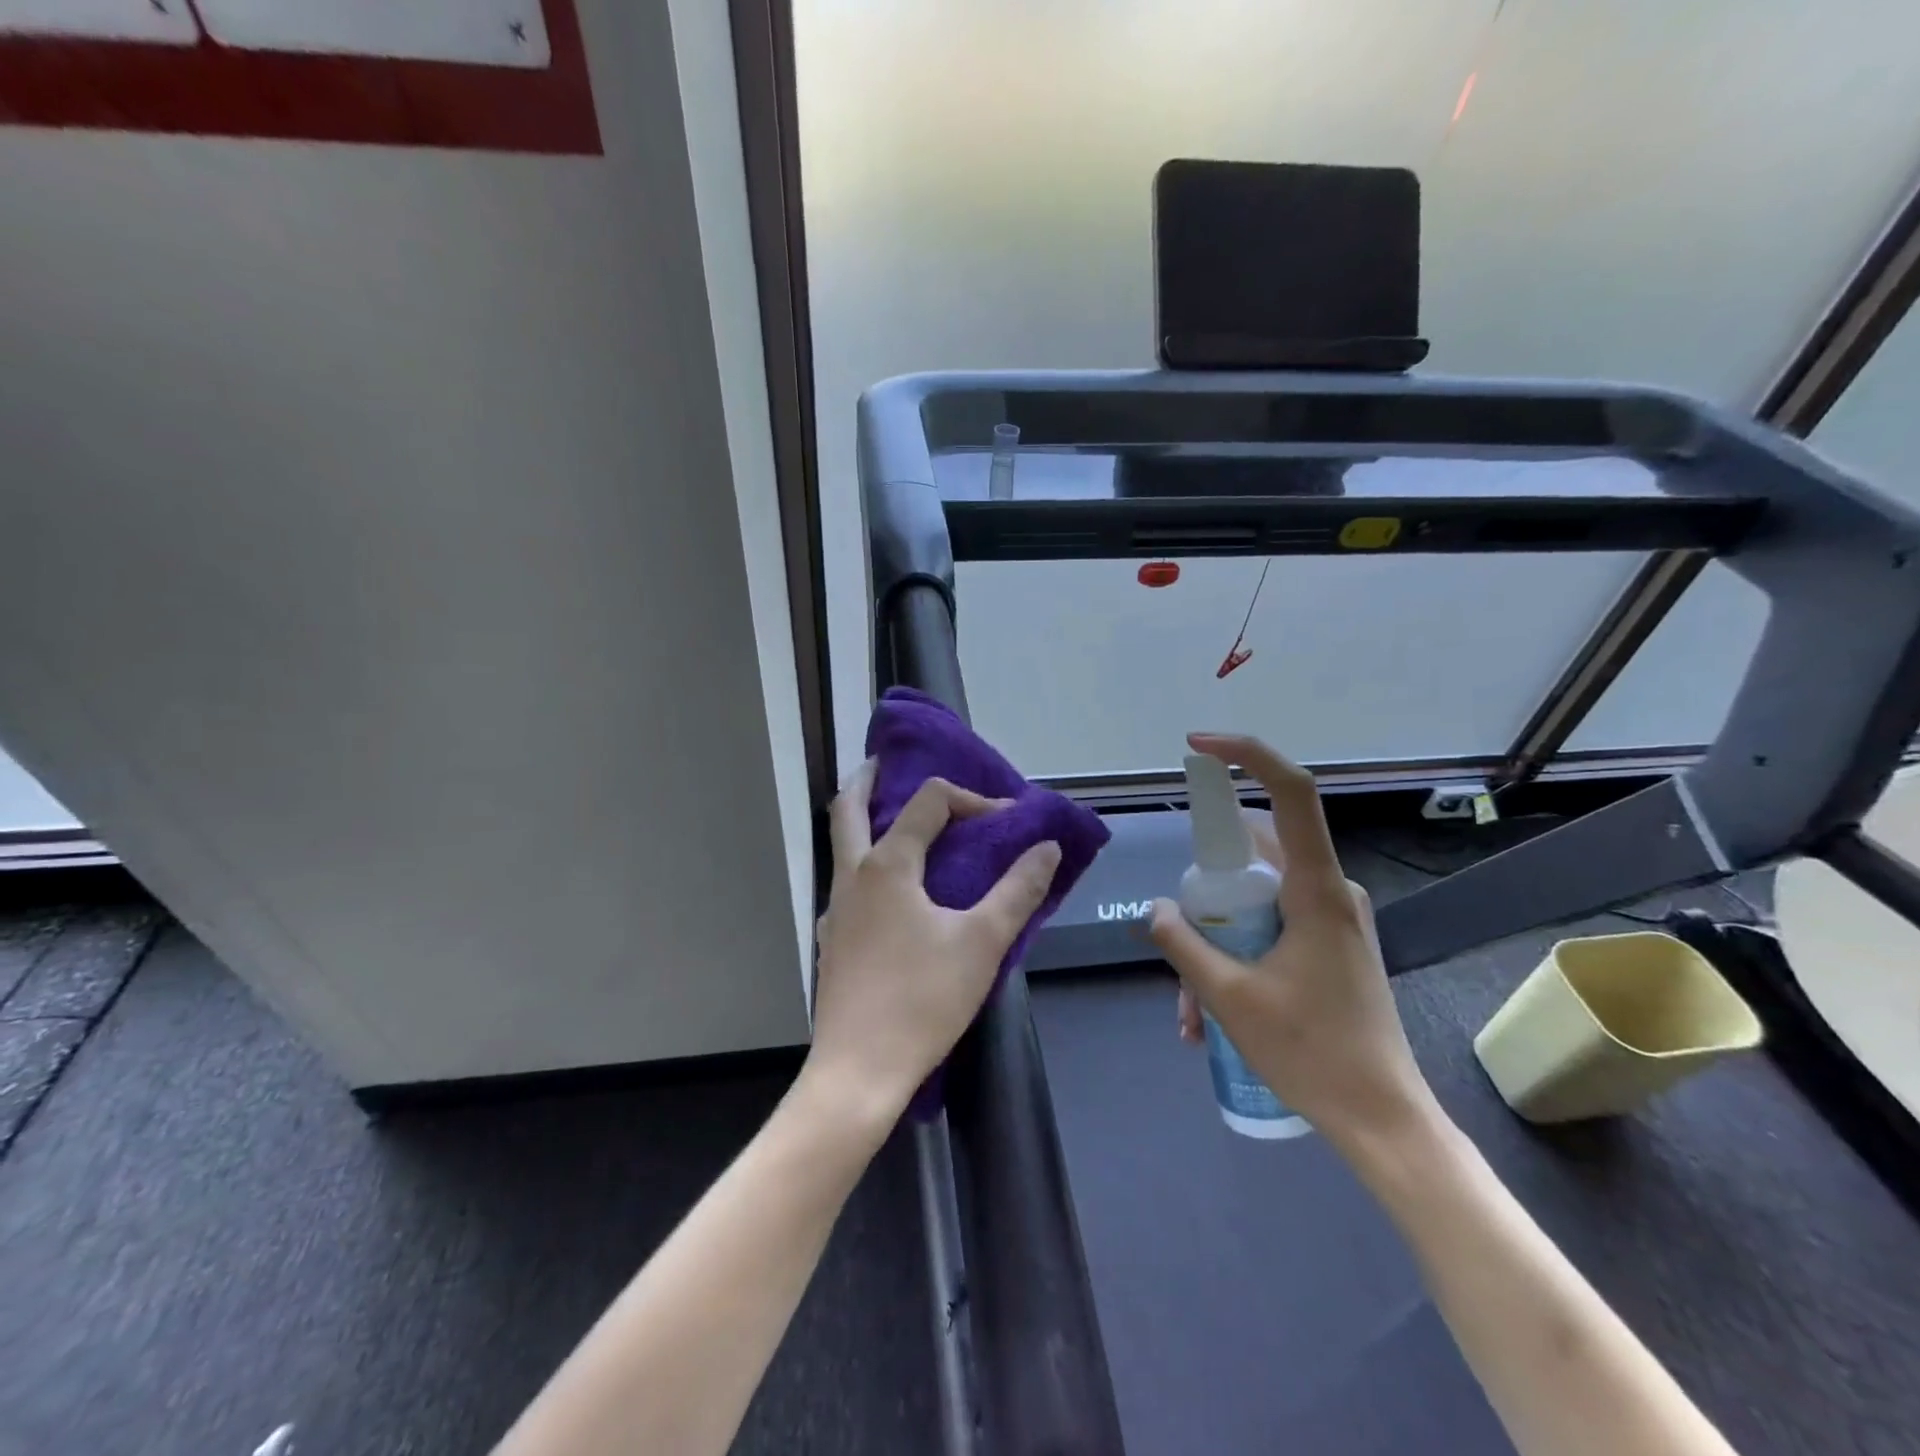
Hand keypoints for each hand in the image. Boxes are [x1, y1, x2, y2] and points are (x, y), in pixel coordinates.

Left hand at [805, 762, 1062, 1126]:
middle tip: (888, 766)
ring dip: (863, 821)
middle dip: (869, 780)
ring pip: (841, 845)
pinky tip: (892, 896)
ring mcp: (834, 909)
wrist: (859, 1070)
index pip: (929, 803)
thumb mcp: (982, 942)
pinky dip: (865, 866)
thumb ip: (1018, 890)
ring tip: (896, 823)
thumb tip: (1047, 847)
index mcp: (888, 865)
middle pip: (848, 807)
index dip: (971, 799)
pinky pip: (846, 884)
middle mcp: (852, 875)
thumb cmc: (923, 999)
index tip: (1006, 819)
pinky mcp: (832, 940)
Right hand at [1149, 733, 1436, 1149]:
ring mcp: (1332, 918)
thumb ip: (1184, 944)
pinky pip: (1270, 926)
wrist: (1383, 1121)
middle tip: (1179, 939)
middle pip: (1254, 853)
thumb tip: (1155, 910)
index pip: (1291, 792)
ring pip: (1255, 900)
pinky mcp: (1330, 944)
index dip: (1246, 755)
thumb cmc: (1311, 1053)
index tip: (1198, 746)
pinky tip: (1209, 1016)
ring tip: (1190, 1010)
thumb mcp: (1230, 997)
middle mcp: (1330, 891)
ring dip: (1215, 940)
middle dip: (1205, 891)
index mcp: (1317, 890)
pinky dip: (1235, 955)